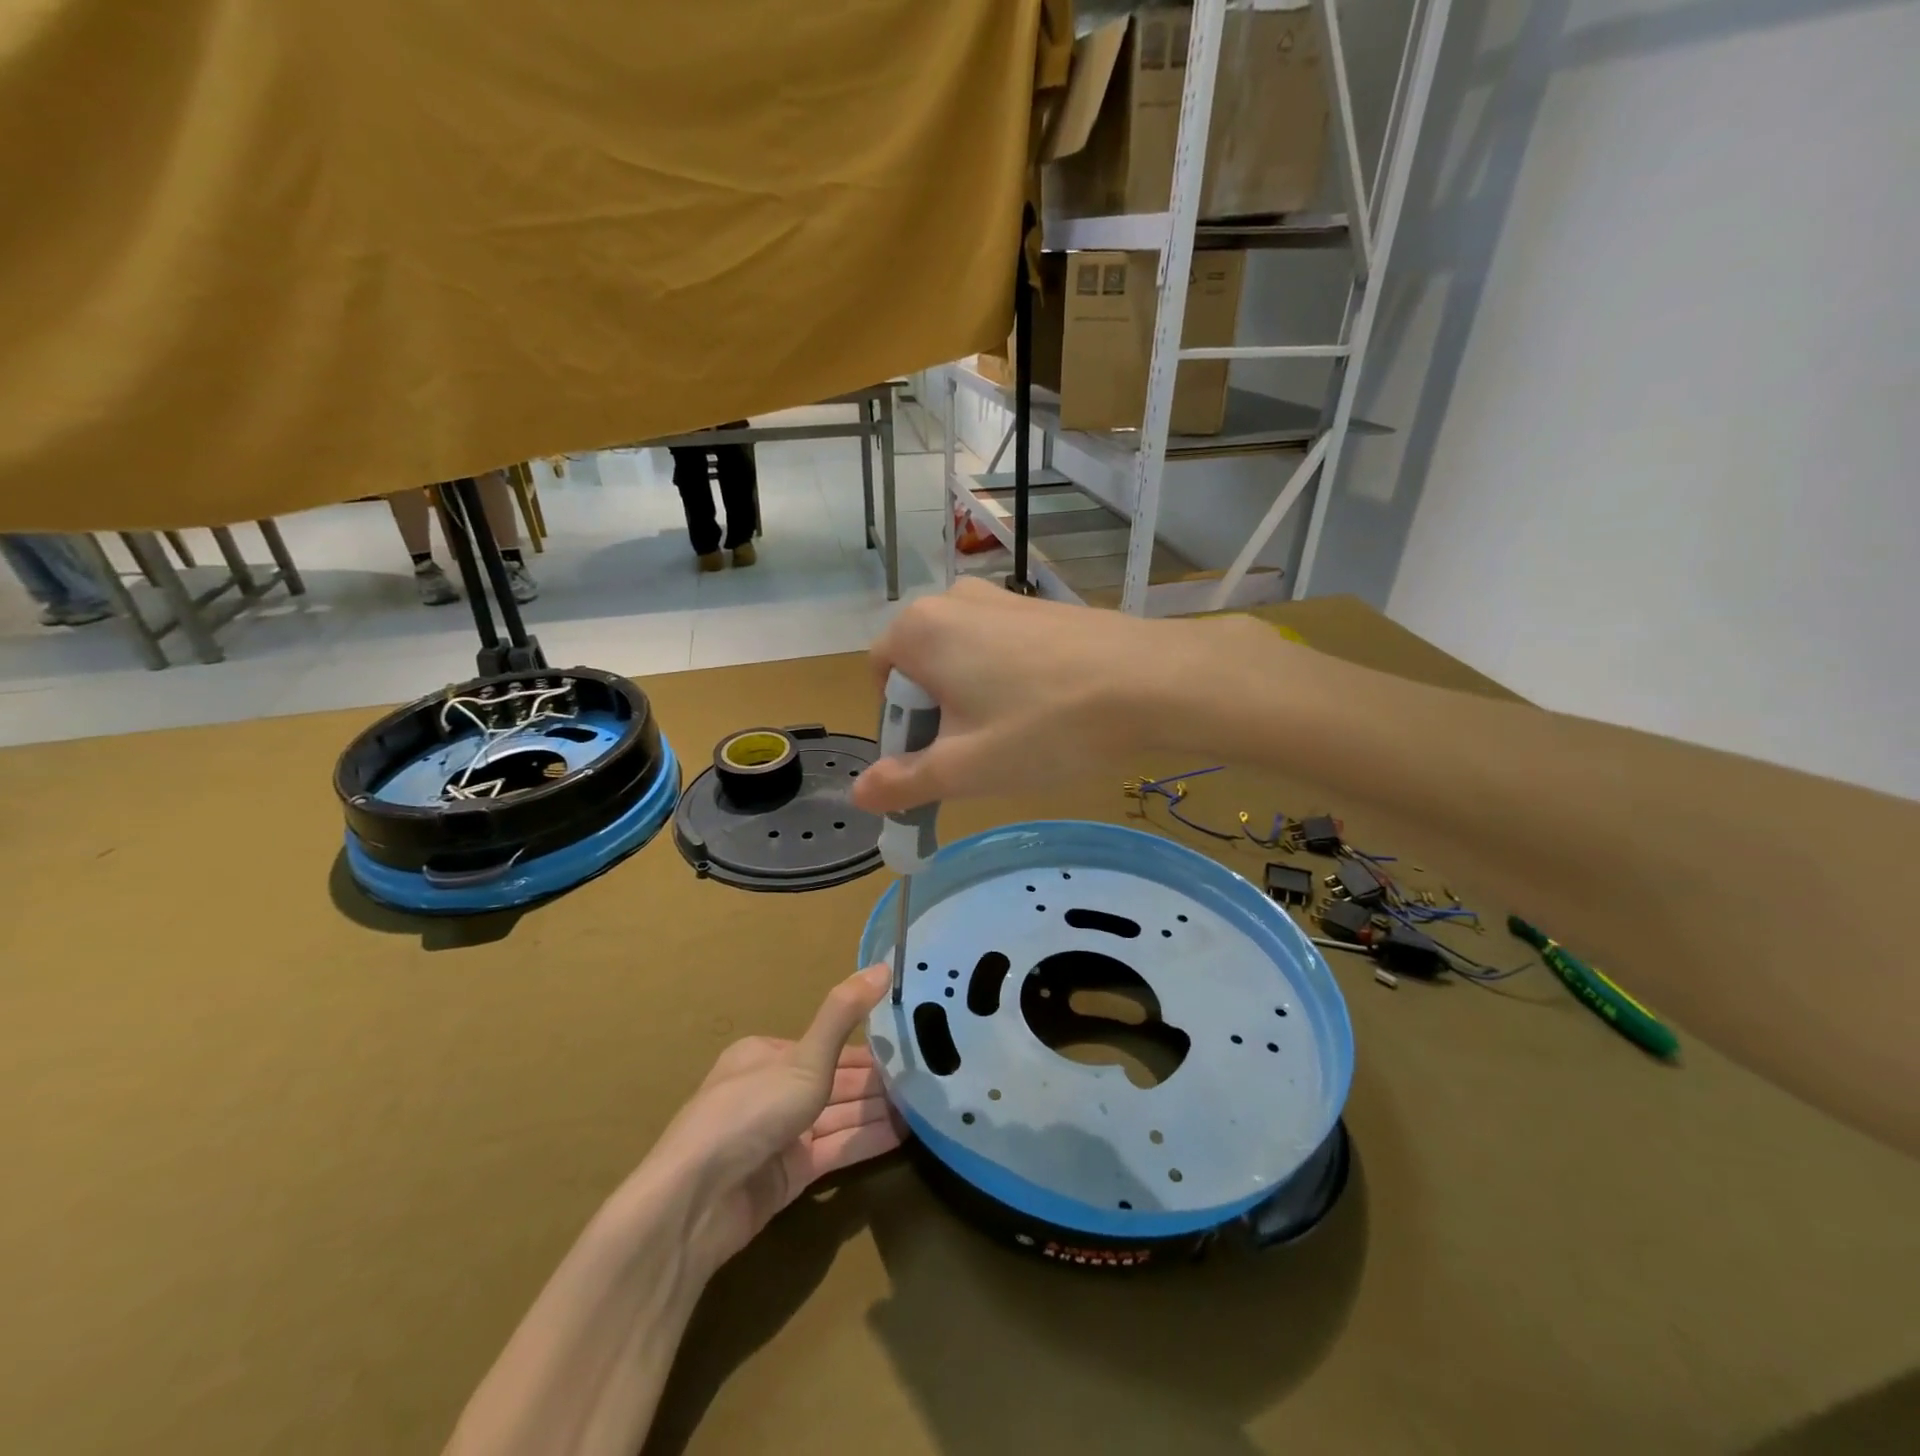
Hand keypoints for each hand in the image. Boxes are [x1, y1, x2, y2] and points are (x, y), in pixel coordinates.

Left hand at [646, 965, 901, 1281]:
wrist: (696, 1202)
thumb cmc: (751, 1112)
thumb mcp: (805, 1058)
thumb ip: (844, 1014)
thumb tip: (883, 966)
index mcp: (767, 1055)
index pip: (828, 1046)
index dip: (869, 1049)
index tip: (910, 1049)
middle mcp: (772, 1090)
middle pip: (836, 1083)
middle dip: (878, 1084)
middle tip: (930, 1080)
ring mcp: (779, 1135)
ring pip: (839, 1117)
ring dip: (878, 1112)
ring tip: (927, 1108)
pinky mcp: (787, 1175)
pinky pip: (835, 1150)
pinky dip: (866, 1141)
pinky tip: (904, 1136)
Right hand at [854, 578, 1244, 813]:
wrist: (1153, 683)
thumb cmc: (1045, 727)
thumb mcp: (965, 769)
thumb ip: (903, 783)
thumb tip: (861, 792)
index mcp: (919, 629)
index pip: (879, 683)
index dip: (900, 732)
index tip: (939, 763)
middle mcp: (953, 600)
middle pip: (920, 669)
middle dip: (936, 717)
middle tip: (977, 756)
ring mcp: (1003, 598)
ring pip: (963, 661)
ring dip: (972, 703)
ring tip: (1016, 737)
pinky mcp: (1042, 608)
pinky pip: (1002, 650)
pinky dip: (1007, 684)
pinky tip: (1047, 712)